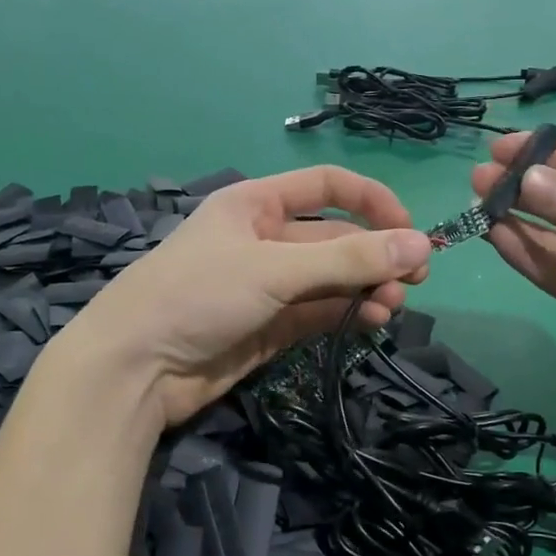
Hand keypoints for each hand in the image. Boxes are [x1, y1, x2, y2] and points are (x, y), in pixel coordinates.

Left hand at [54, 167, 430, 427]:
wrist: (134, 369)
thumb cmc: (198, 296)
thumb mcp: (274, 270)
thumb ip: (348, 260)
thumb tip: (421, 246)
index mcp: (256, 204)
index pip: (327, 186)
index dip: (372, 201)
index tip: (410, 230)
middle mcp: (264, 239)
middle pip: (334, 237)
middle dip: (375, 255)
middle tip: (415, 279)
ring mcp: (266, 286)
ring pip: (330, 279)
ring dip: (365, 288)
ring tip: (391, 307)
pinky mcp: (269, 327)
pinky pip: (318, 312)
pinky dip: (346, 314)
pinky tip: (372, 321)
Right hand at [472, 133, 555, 414]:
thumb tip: (529, 180)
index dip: (545, 154)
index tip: (501, 148)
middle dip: (523, 187)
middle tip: (480, 179)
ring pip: (550, 236)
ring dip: (515, 220)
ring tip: (478, 204)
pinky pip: (551, 272)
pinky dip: (523, 255)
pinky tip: (496, 237)